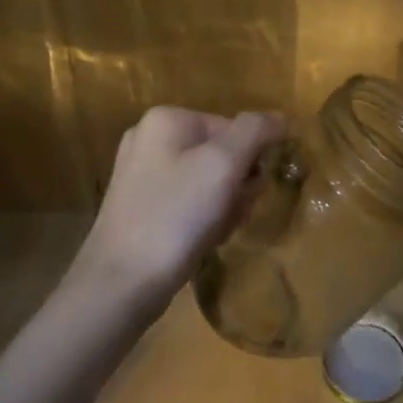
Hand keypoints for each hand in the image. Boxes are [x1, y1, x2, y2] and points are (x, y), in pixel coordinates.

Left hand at [74, 107, 285, 316]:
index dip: (250, 162)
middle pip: (223, 155)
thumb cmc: (175, 216)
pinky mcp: (142, 207)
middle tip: (231, 214)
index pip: (235, 129)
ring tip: (215, 232)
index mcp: (167, 119)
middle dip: (237, 187)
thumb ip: (256, 132)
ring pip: (210, 182)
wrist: (121, 284)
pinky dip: (204, 221)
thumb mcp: (223, 165)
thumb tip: (281, 118)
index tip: (246, 191)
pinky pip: (190, 203)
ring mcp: (143, 175)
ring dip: (225, 207)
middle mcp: (150, 139)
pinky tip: (200, 241)